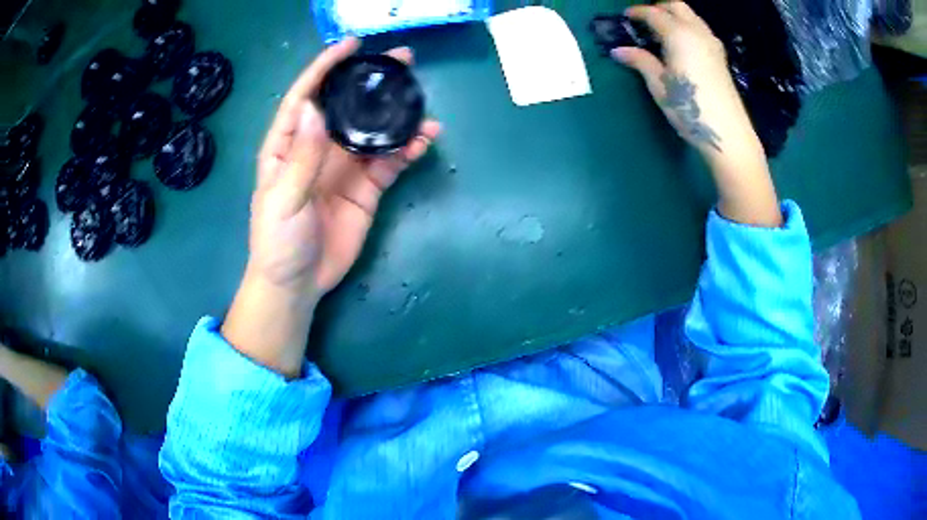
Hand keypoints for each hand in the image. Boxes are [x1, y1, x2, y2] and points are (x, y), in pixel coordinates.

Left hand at [249, 37, 440, 299]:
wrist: (298, 284)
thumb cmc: (278, 241)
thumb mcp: (282, 199)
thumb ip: (301, 156)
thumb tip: (317, 109)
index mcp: (288, 145)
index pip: (306, 97)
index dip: (325, 68)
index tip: (352, 46)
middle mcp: (318, 148)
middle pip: (346, 106)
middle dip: (371, 82)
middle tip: (403, 62)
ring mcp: (344, 167)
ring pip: (374, 131)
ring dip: (398, 117)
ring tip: (424, 104)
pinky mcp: (366, 188)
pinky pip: (389, 161)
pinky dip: (407, 150)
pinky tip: (423, 141)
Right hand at [612, 2, 780, 226]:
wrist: (728, 134)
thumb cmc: (690, 109)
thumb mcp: (660, 86)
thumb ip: (641, 61)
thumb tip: (618, 50)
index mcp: (678, 35)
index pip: (653, 13)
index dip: (637, 12)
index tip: (625, 17)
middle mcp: (697, 31)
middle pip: (676, 6)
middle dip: (658, 7)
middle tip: (644, 21)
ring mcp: (712, 43)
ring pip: (691, 16)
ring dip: (674, 16)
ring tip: (661, 32)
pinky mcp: (720, 56)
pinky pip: (700, 29)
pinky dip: (687, 27)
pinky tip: (680, 45)